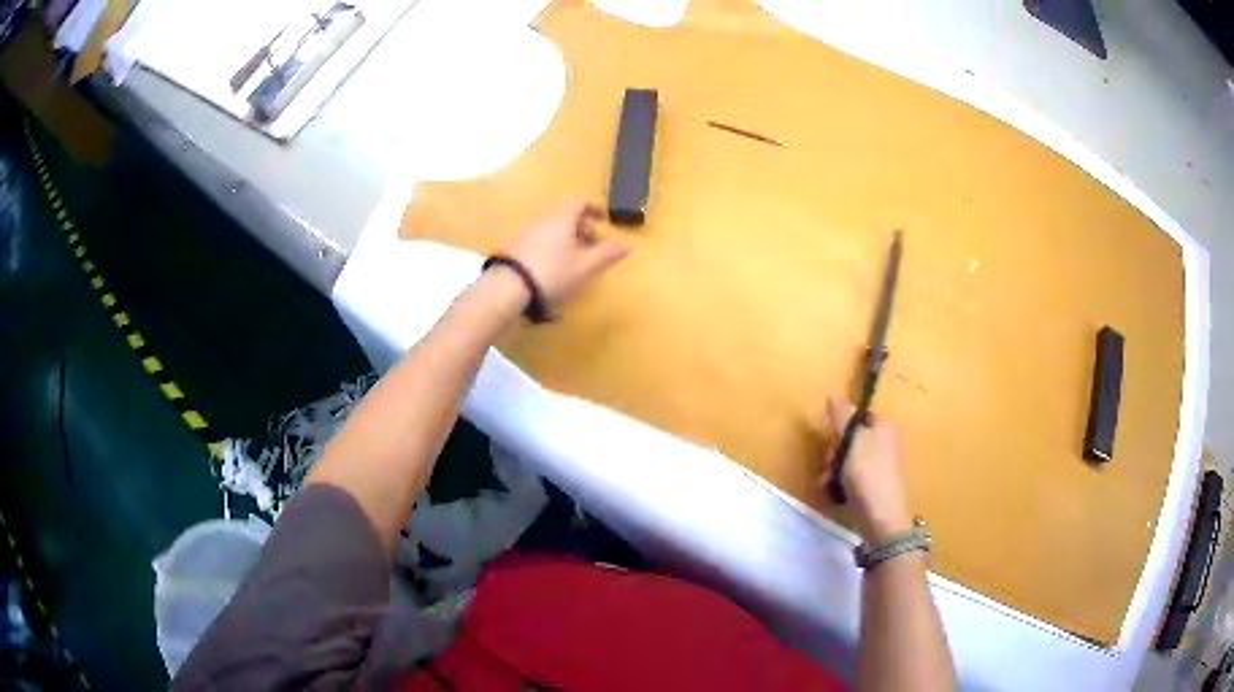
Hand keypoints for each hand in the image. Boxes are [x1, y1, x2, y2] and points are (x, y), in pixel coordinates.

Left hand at [501, 200, 629, 310]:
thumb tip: (626, 246)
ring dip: (567, 240)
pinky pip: (540, 240)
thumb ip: (607, 254)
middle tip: (593, 248)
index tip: (605, 220)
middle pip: (566, 216)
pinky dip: (552, 247)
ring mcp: (526, 233)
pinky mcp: (515, 248)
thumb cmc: (553, 271)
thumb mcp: (585, 266)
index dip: (595, 208)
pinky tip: (553, 269)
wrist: (509, 287)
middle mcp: (543, 220)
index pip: (580, 202)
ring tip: (575, 262)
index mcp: (562, 218)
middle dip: (583, 228)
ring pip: (553, 229)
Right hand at [823, 398, 911, 543]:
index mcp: (883, 426)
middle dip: (835, 451)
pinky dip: (842, 482)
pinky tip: (835, 493)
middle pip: (852, 438)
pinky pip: (854, 476)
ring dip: (834, 469)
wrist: (882, 518)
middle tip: (829, 464)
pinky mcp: (875, 484)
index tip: (831, 440)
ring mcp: (881, 465)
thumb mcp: (852, 442)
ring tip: (828, 483)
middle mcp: (885, 441)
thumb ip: (842, 418)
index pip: (858, 416)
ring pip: (849, 459)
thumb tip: (834, 394)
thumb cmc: (867, 475)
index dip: (841, 426)